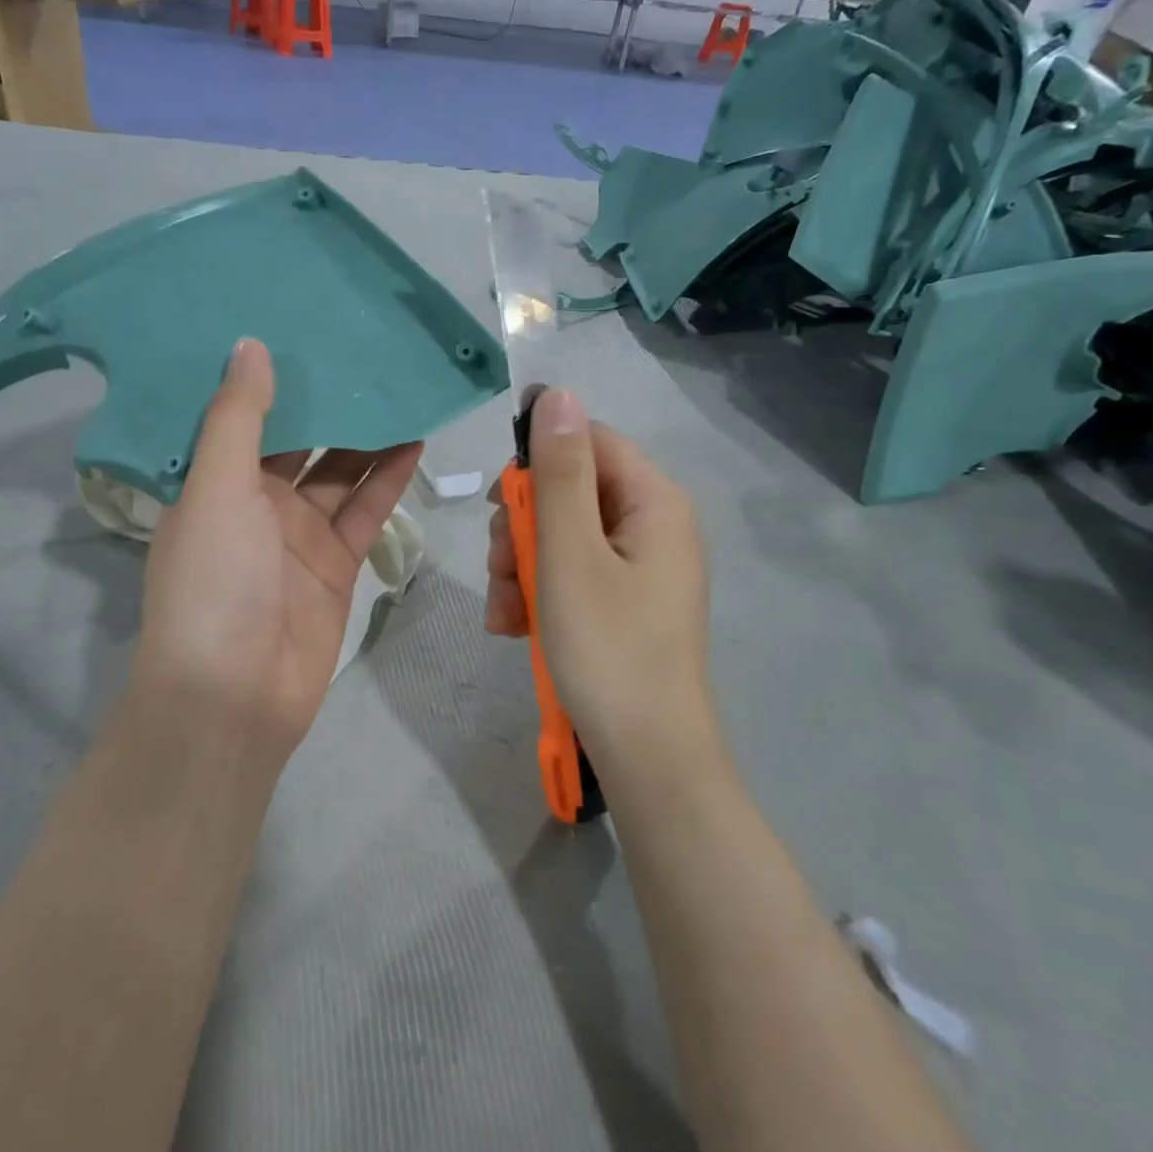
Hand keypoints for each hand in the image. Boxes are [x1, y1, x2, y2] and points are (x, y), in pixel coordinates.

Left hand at [127, 338, 421, 763]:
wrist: (235, 696)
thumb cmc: (214, 584)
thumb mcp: (217, 490)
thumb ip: (238, 419)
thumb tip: (250, 345)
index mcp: (213, 483)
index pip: (242, 416)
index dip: (269, 376)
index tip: (297, 322)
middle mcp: (255, 503)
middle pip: (299, 440)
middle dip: (327, 400)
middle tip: (363, 344)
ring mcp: (299, 535)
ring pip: (339, 472)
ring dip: (366, 434)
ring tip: (400, 382)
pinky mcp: (337, 563)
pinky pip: (366, 510)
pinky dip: (388, 478)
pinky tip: (414, 437)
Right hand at [486, 389, 719, 780]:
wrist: (646, 757)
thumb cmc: (605, 648)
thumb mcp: (569, 554)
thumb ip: (559, 473)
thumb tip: (558, 394)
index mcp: (653, 501)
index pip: (589, 441)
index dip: (537, 461)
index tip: (500, 503)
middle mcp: (652, 526)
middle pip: (571, 492)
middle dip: (523, 528)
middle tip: (500, 568)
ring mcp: (639, 568)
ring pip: (562, 538)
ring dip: (521, 567)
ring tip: (504, 613)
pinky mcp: (624, 604)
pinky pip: (572, 576)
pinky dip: (539, 594)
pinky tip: (515, 628)